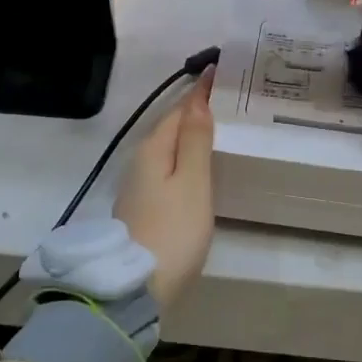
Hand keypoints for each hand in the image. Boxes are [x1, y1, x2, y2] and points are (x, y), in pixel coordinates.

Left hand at [115, 69, 215, 305]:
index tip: (219, 71)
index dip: (199, 92)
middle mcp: (140, 162)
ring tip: (217, 126)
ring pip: (167, 149)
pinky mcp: (142, 208)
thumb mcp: (193, 183)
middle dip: (194, 111)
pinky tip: (197, 166)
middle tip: (225, 97)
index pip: (179, 109)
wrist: (135, 289)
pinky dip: (183, 158)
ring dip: (189, 135)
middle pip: (170, 128)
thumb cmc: (173, 231)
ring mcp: (137, 186)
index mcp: (153, 149)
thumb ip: (196, 141)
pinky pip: (166, 169)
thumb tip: (198, 99)